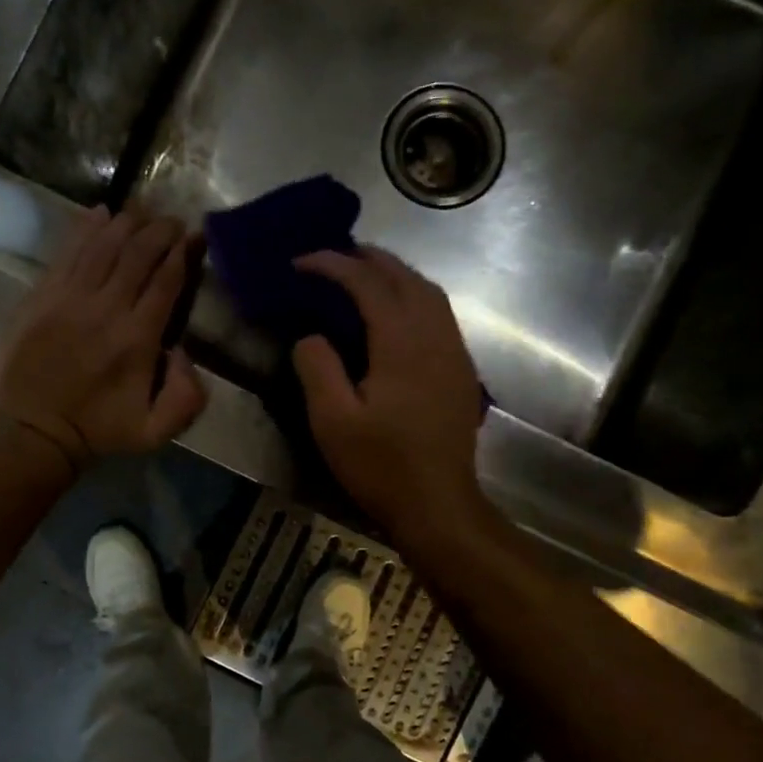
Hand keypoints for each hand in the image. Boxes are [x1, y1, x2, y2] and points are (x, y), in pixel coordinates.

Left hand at [0, 206, 206, 475]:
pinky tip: (100, 212)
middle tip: (172, 220)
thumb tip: (183, 351)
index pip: (166, 280)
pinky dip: (85, 228)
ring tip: (143, 210)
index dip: (182, 253)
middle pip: (138, 253)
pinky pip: (67, 251)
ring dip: (127, 222)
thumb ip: (187, 397)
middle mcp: (107, 308)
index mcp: (138, 338)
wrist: (33, 432)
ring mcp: (70, 297)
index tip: (193, 237)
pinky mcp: (41, 295)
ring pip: (103, 244)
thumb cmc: (98, 431)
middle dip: (160, 230)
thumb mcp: (156, 431)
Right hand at [291, 247, 487, 540]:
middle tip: (333, 256)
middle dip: (369, 259)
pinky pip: (441, 315)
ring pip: (430, 293)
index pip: (368, 284)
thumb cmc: (381, 466)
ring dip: (396, 274)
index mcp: (402, 343)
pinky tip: (398, 313)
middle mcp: (435, 336)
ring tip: (364, 274)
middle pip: (406, 278)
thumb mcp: (332, 421)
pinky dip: (416, 297)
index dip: (334, 265)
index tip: (301, 262)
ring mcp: (455, 353)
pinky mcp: (462, 372)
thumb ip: (317, 368)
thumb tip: (310, 335)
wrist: (438, 505)